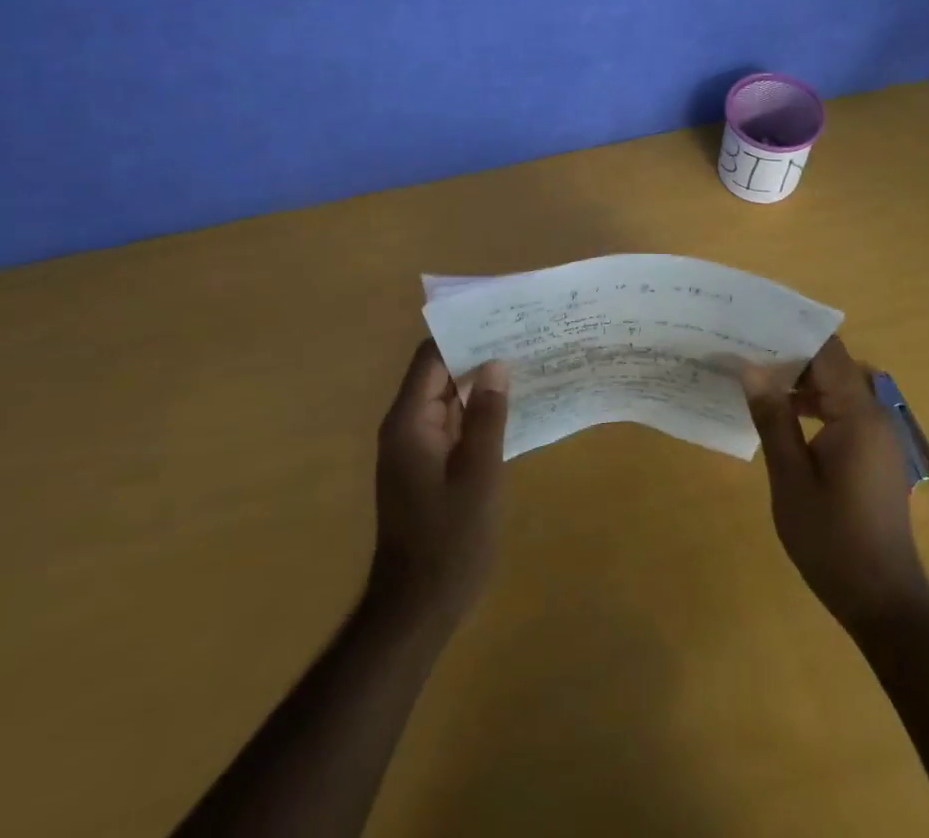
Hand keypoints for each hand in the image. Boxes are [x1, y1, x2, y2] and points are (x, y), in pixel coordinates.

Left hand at [366, 340, 509, 632]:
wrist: (416, 610)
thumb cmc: (450, 540)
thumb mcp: (479, 475)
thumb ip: (488, 416)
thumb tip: (496, 365)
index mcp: (409, 421)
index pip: (431, 356)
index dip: (463, 333)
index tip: (501, 318)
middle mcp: (405, 426)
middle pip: (438, 373)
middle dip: (476, 354)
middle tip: (522, 337)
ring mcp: (413, 448)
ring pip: (446, 398)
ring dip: (478, 383)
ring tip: (523, 362)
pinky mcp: (424, 467)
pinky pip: (449, 424)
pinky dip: (475, 411)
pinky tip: (509, 408)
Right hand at [741, 337, 928, 632]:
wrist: (883, 601)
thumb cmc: (832, 540)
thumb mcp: (790, 478)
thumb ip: (772, 418)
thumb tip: (750, 368)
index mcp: (857, 414)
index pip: (827, 351)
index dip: (791, 332)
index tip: (753, 324)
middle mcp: (874, 415)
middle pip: (833, 365)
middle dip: (790, 354)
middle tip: (745, 348)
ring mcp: (878, 435)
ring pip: (837, 387)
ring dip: (801, 380)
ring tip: (755, 375)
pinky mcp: (874, 453)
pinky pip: (843, 410)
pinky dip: (814, 404)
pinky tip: (782, 415)